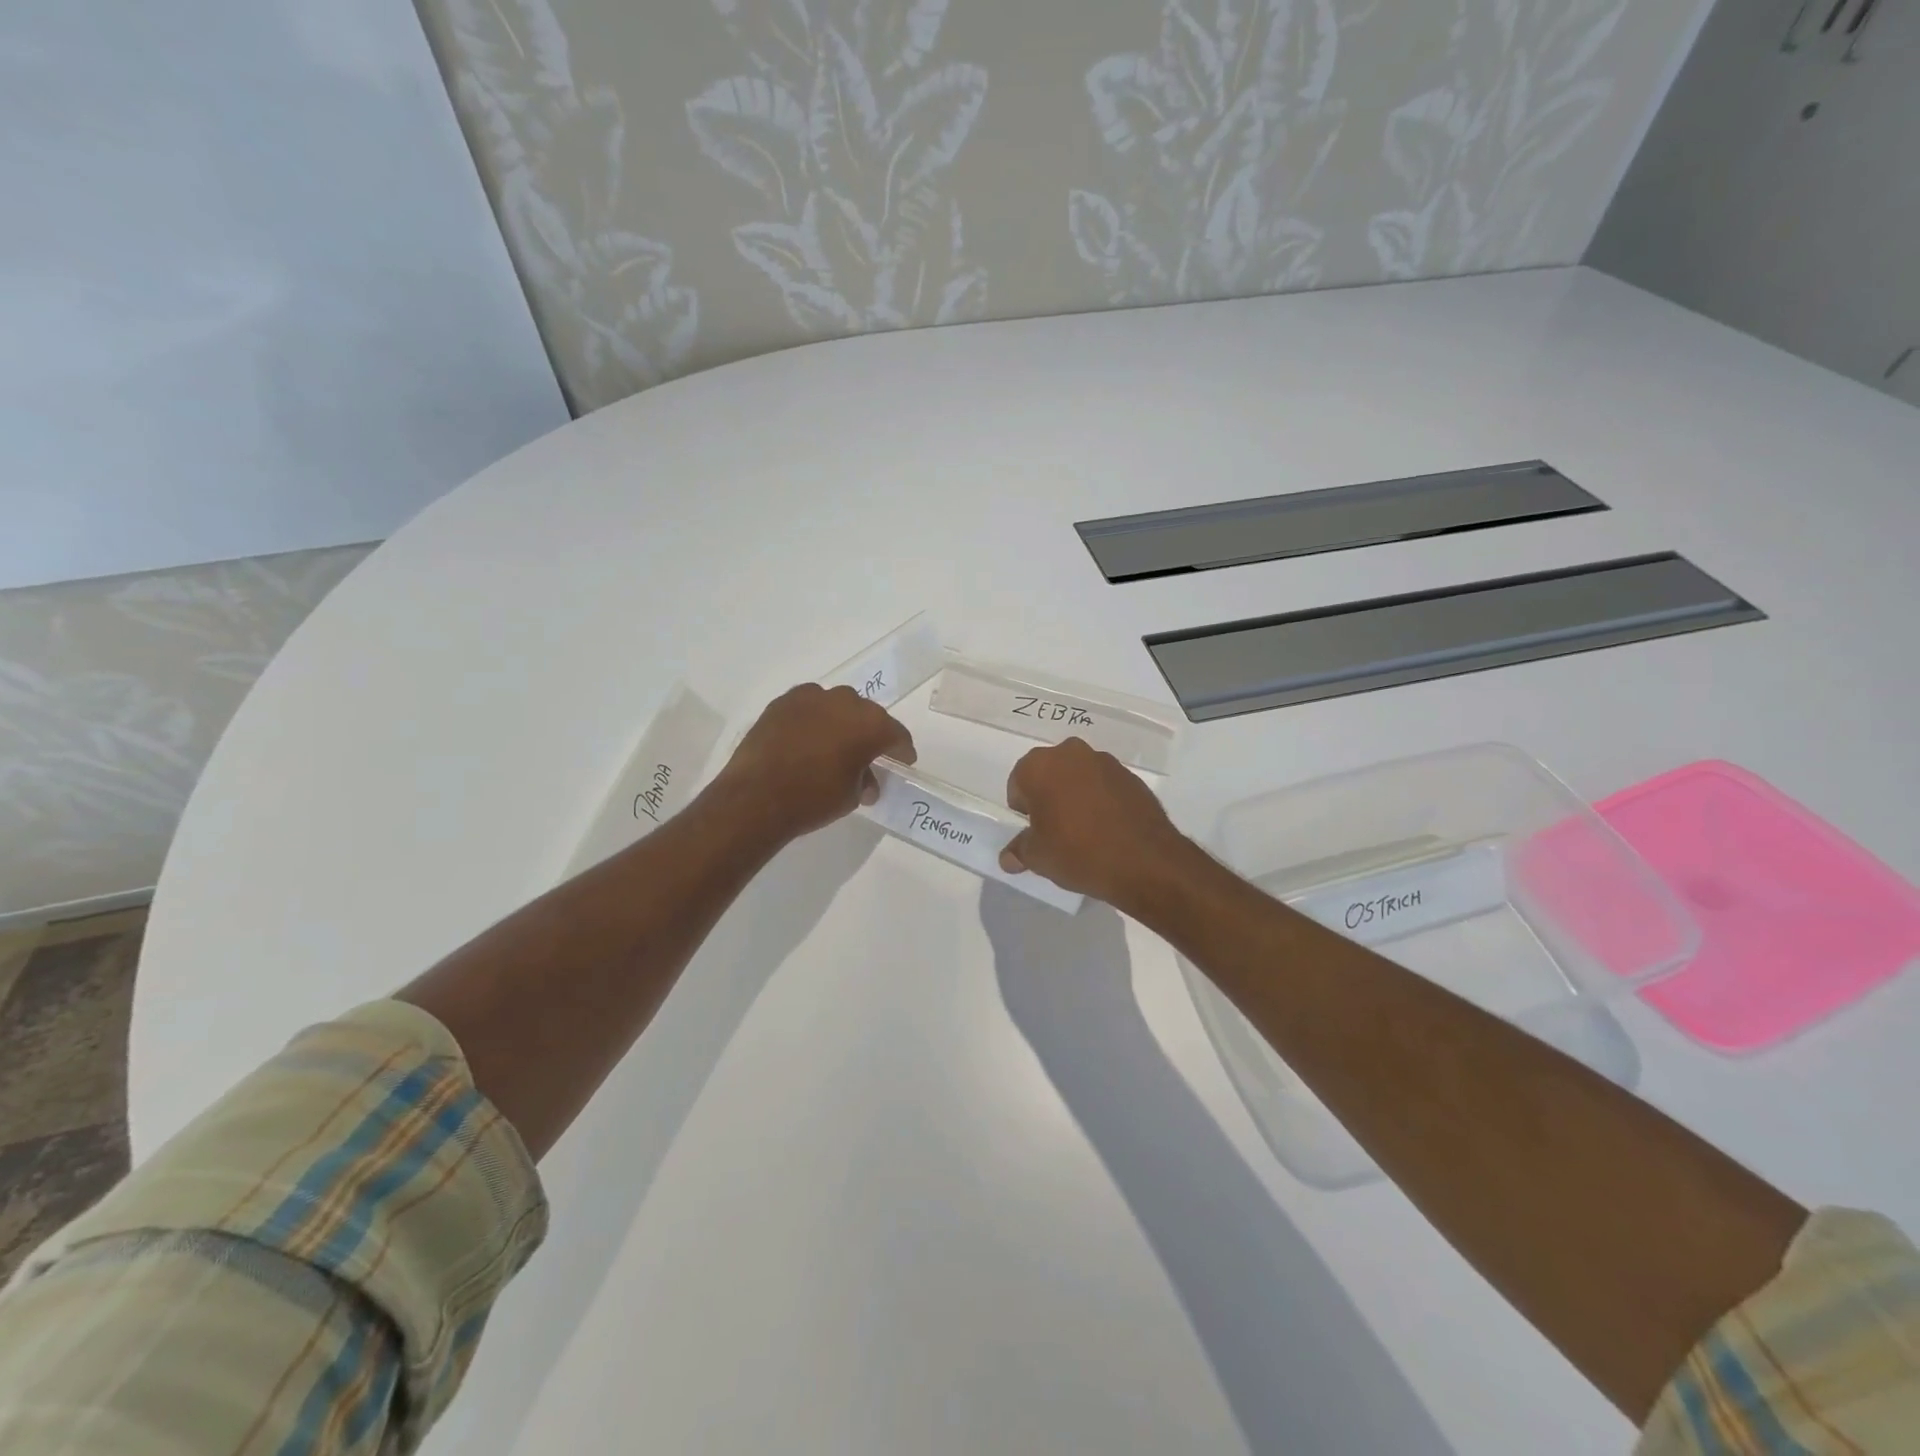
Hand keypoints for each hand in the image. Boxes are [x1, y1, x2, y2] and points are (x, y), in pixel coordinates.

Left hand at [716, 683, 915, 842]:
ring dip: (841, 722)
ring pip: (836, 706)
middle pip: (867, 715)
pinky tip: (808, 738)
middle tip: (869, 754)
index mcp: (871, 724)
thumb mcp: (851, 796)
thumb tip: (866, 781)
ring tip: (835, 744)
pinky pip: (809, 707)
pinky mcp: (783, 702)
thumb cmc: (814, 798)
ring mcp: (811, 697)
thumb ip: (865, 781)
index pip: (896, 734)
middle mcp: (845, 701)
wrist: (756, 797)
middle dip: (871, 733)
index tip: (903, 761)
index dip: (901, 750)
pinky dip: (814, 719)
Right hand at [1000, 738, 1197, 911]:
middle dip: (1049, 796)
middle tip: (1056, 829)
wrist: (1144, 860)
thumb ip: (1019, 850)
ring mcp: (1104, 761)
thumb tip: (1008, 857)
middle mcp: (1070, 753)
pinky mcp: (1130, 775)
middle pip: (1049, 774)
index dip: (1024, 810)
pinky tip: (1107, 828)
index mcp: (1039, 766)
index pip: (1018, 783)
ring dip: (1075, 795)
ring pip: (1078, 776)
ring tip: (1084, 830)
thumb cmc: (1077, 852)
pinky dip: (1101, 800)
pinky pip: (1104, 785)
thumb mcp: (1038, 857)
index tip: (1035, 831)